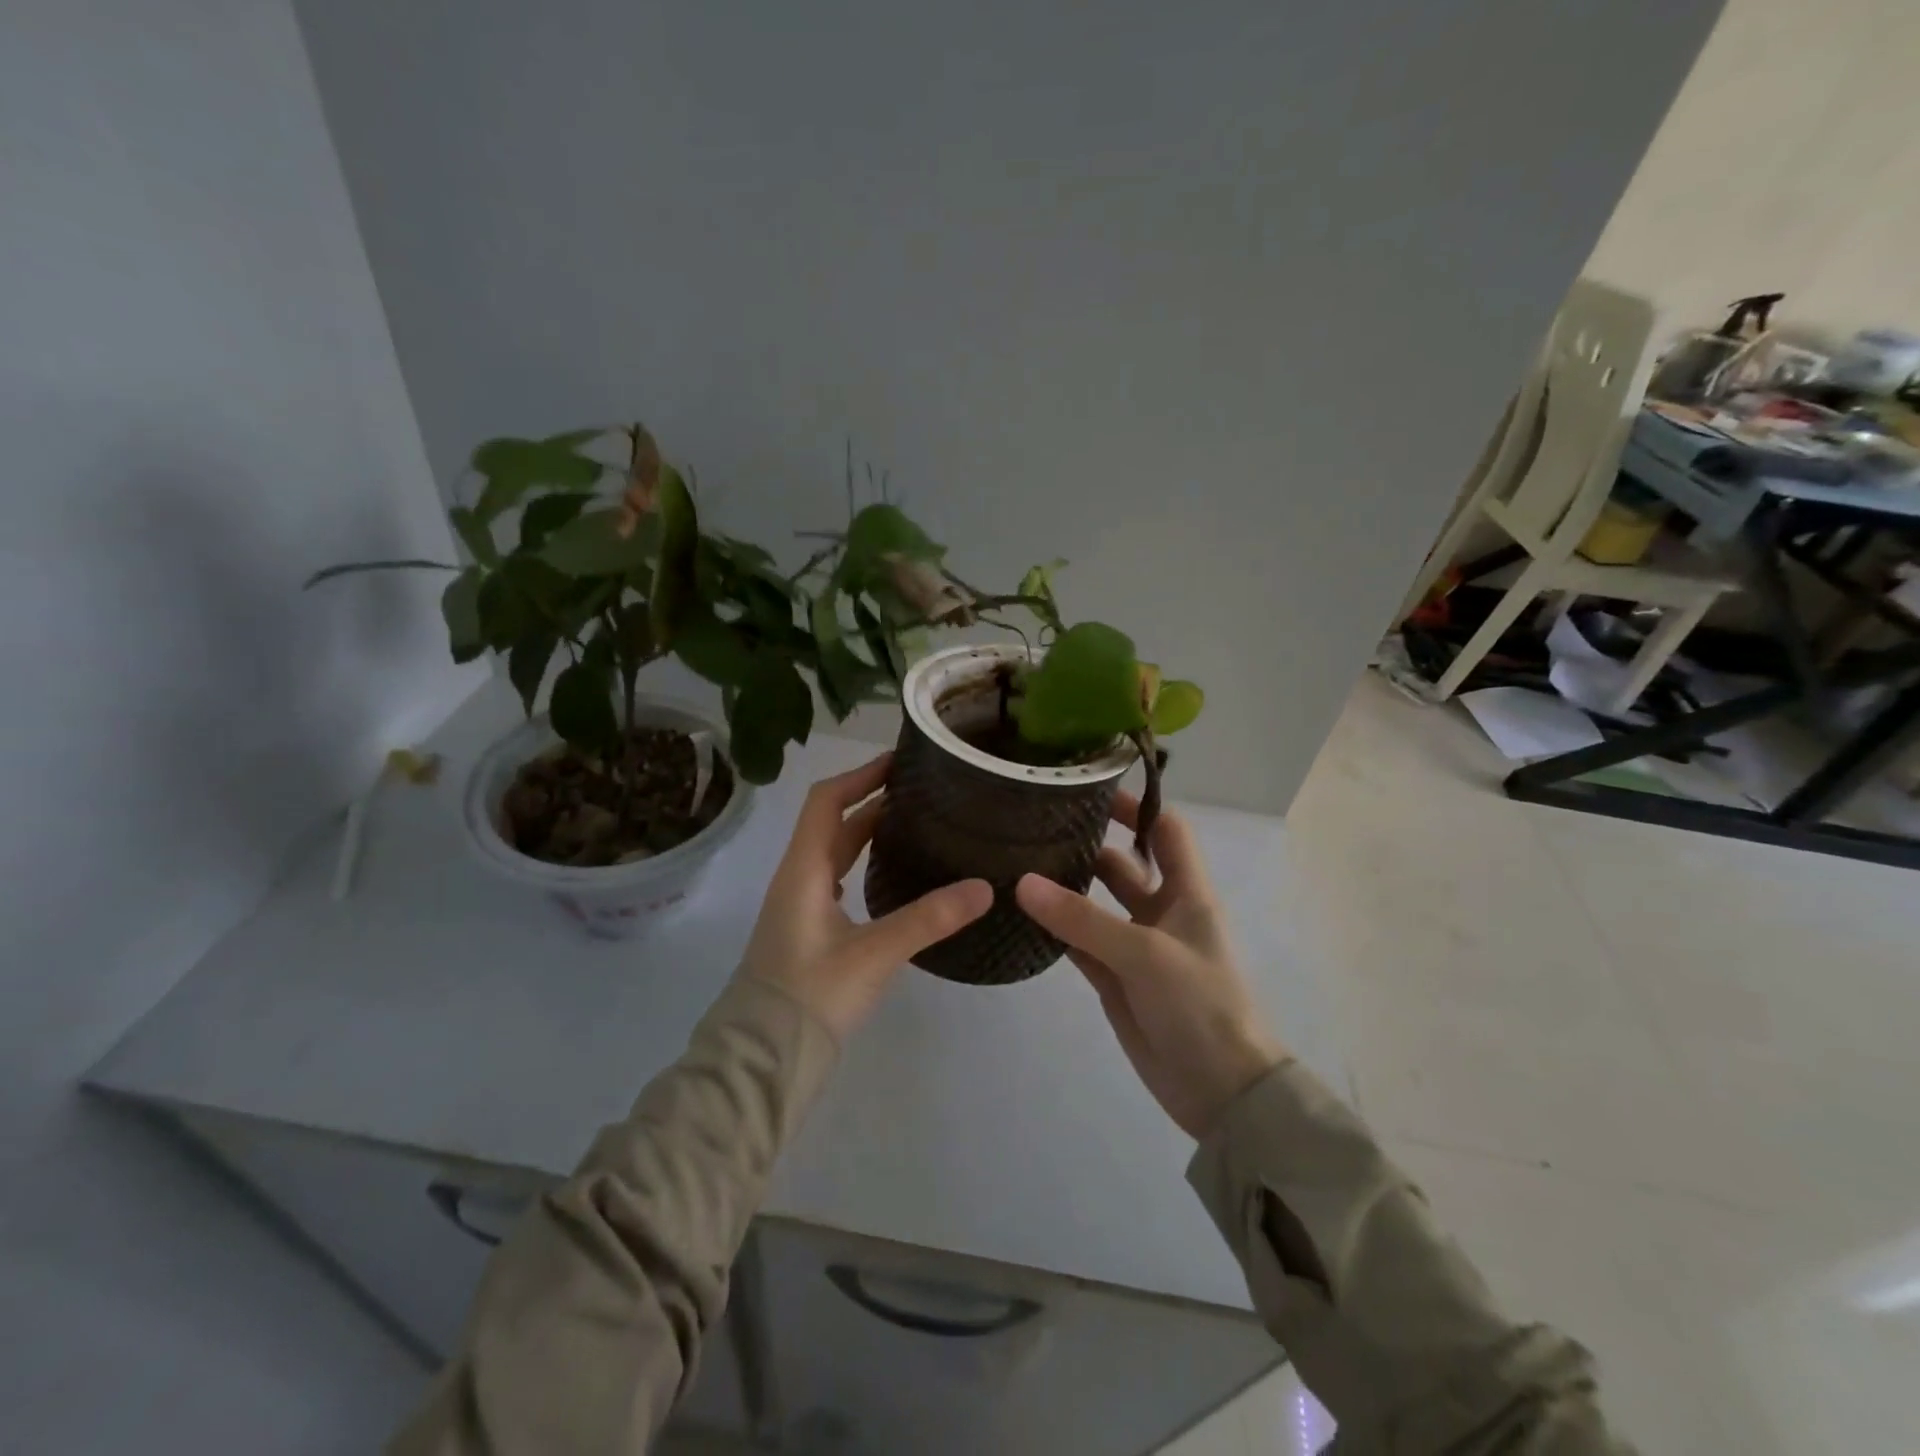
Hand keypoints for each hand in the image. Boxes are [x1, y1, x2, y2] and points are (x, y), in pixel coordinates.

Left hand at [742, 754, 991, 1041]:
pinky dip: (862, 861)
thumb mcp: (874, 955)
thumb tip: (984, 887)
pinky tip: (890, 873)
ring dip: (867, 830)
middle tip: (921, 790)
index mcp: (804, 870)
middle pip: (833, 822)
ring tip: (914, 822)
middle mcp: (798, 878)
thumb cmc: (811, 997)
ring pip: (835, 851)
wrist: (764, 1057)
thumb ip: (928, 919)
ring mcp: (800, 904)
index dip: (860, 776)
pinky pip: (836, 877)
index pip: (827, 801)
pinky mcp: (808, 929)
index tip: (900, 762)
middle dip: (872, 799)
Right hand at [1015, 793, 1284, 1139]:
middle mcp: (1162, 911)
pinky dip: (1057, 930)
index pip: (1166, 831)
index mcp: (1187, 893)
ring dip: (1066, 888)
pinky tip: (1023, 915)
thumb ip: (1082, 918)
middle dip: (1088, 844)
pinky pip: (1081, 943)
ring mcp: (1136, 946)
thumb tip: (1023, 882)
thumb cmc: (1199, 1005)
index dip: (1135, 807)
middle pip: (1122, 864)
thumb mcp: (1144, 954)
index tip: (1089, 789)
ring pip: (1096, 904)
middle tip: (1034, 826)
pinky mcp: (1115, 978)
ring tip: (1018, 863)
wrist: (1219, 1090)